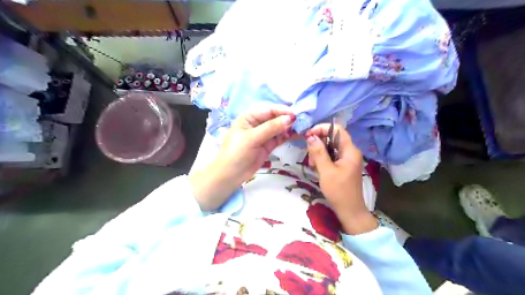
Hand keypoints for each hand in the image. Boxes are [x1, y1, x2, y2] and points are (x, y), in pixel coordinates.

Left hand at [191, 107, 296, 210]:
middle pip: (275, 118)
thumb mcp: (252, 138)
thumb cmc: (236, 153)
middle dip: (287, 119)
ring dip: (289, 128)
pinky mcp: (268, 145)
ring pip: (279, 128)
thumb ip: (271, 128)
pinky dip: (288, 136)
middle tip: (302, 122)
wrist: (230, 175)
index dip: (282, 111)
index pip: (268, 110)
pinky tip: (296, 135)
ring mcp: (263, 135)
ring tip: (302, 128)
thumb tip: (290, 118)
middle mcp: (257, 123)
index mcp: (249, 117)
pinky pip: (280, 137)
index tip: (296, 115)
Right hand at [309, 124, 376, 234]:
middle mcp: (350, 152)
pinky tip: (317, 168)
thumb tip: (310, 136)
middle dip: (318, 143)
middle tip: (310, 157)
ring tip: (313, 165)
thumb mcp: (326, 171)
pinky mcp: (344, 165)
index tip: (308, 135)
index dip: (322, 129)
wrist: (350, 211)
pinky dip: (323, 159)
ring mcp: (347, 159)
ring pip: (330, 147)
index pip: (337, 129)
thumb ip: (318, 152)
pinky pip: (331, 156)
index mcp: (350, 151)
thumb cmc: (339, 191)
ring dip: (319, 153)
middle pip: (332, 138)